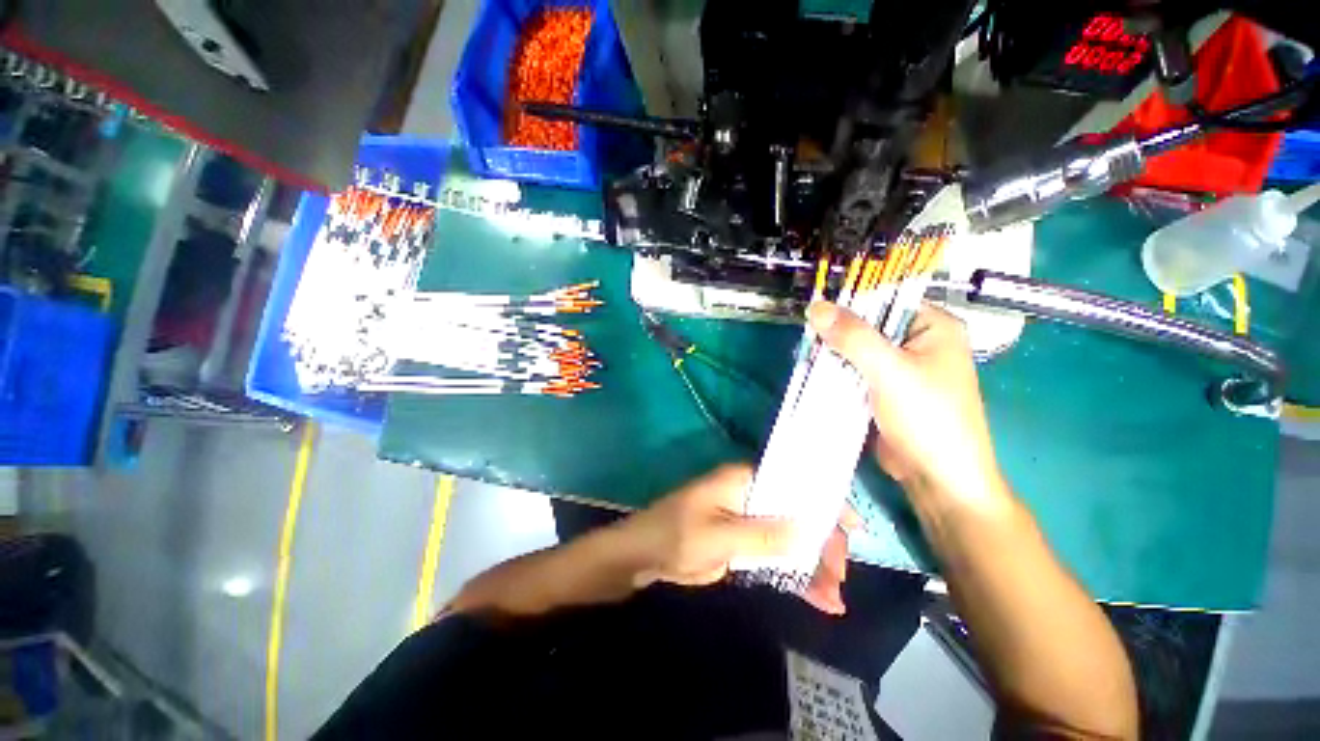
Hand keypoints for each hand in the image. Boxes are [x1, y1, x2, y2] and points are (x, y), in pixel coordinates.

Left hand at [614, 465, 860, 615]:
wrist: (643, 556)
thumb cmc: (675, 534)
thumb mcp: (718, 536)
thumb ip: (763, 534)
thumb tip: (809, 529)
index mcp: (743, 481)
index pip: (792, 484)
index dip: (824, 502)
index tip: (854, 528)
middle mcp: (750, 497)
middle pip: (796, 514)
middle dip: (821, 543)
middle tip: (839, 577)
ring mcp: (747, 522)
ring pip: (790, 539)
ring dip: (812, 566)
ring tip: (834, 599)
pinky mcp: (743, 545)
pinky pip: (775, 558)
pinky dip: (795, 576)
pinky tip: (817, 599)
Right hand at [807, 301, 1004, 505]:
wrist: (937, 478)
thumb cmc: (927, 418)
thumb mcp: (889, 371)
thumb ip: (853, 337)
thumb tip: (816, 307)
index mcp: (933, 326)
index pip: (886, 299)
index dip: (851, 301)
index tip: (816, 310)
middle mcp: (918, 342)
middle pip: (868, 325)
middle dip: (837, 331)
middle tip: (806, 336)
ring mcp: (900, 367)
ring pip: (858, 349)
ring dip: (833, 353)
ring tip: (805, 353)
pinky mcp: (884, 389)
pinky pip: (855, 370)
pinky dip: (836, 371)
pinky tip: (814, 371)